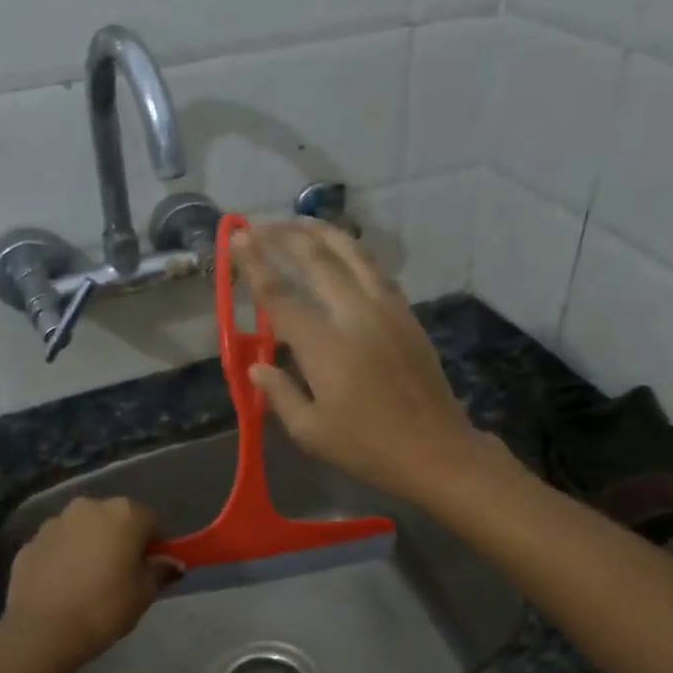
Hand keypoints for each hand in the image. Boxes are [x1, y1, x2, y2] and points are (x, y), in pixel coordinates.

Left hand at [0, 496, 173, 672]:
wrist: (41, 631)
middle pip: (115, 519)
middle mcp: (88, 507)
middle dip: (121, 540)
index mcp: (124, 513)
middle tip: (121, 575)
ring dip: (90, 546)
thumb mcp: (144, 593)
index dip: (155, 546)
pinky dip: (63, 559)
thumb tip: (171, 562)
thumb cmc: (104, 608)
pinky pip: (57, 546)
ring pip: (83, 530)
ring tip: (88, 582)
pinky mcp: (29, 543)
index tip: (151, 570)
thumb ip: (160, 571)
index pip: (151, 521)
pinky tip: (63, 587)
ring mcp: (54, 522)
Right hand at [231, 220, 488, 503]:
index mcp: (325, 346)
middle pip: (317, 260)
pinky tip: (341, 252)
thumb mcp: (311, 432)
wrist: (435, 450)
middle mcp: (355, 315)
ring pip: (352, 254)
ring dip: (321, 233)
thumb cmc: (367, 447)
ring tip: (298, 222)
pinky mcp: (407, 315)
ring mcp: (387, 310)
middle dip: (285, 236)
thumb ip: (279, 394)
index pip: (281, 295)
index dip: (256, 264)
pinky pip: (375, 270)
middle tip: (260, 224)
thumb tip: (256, 367)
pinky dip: (352, 252)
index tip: (237, 237)